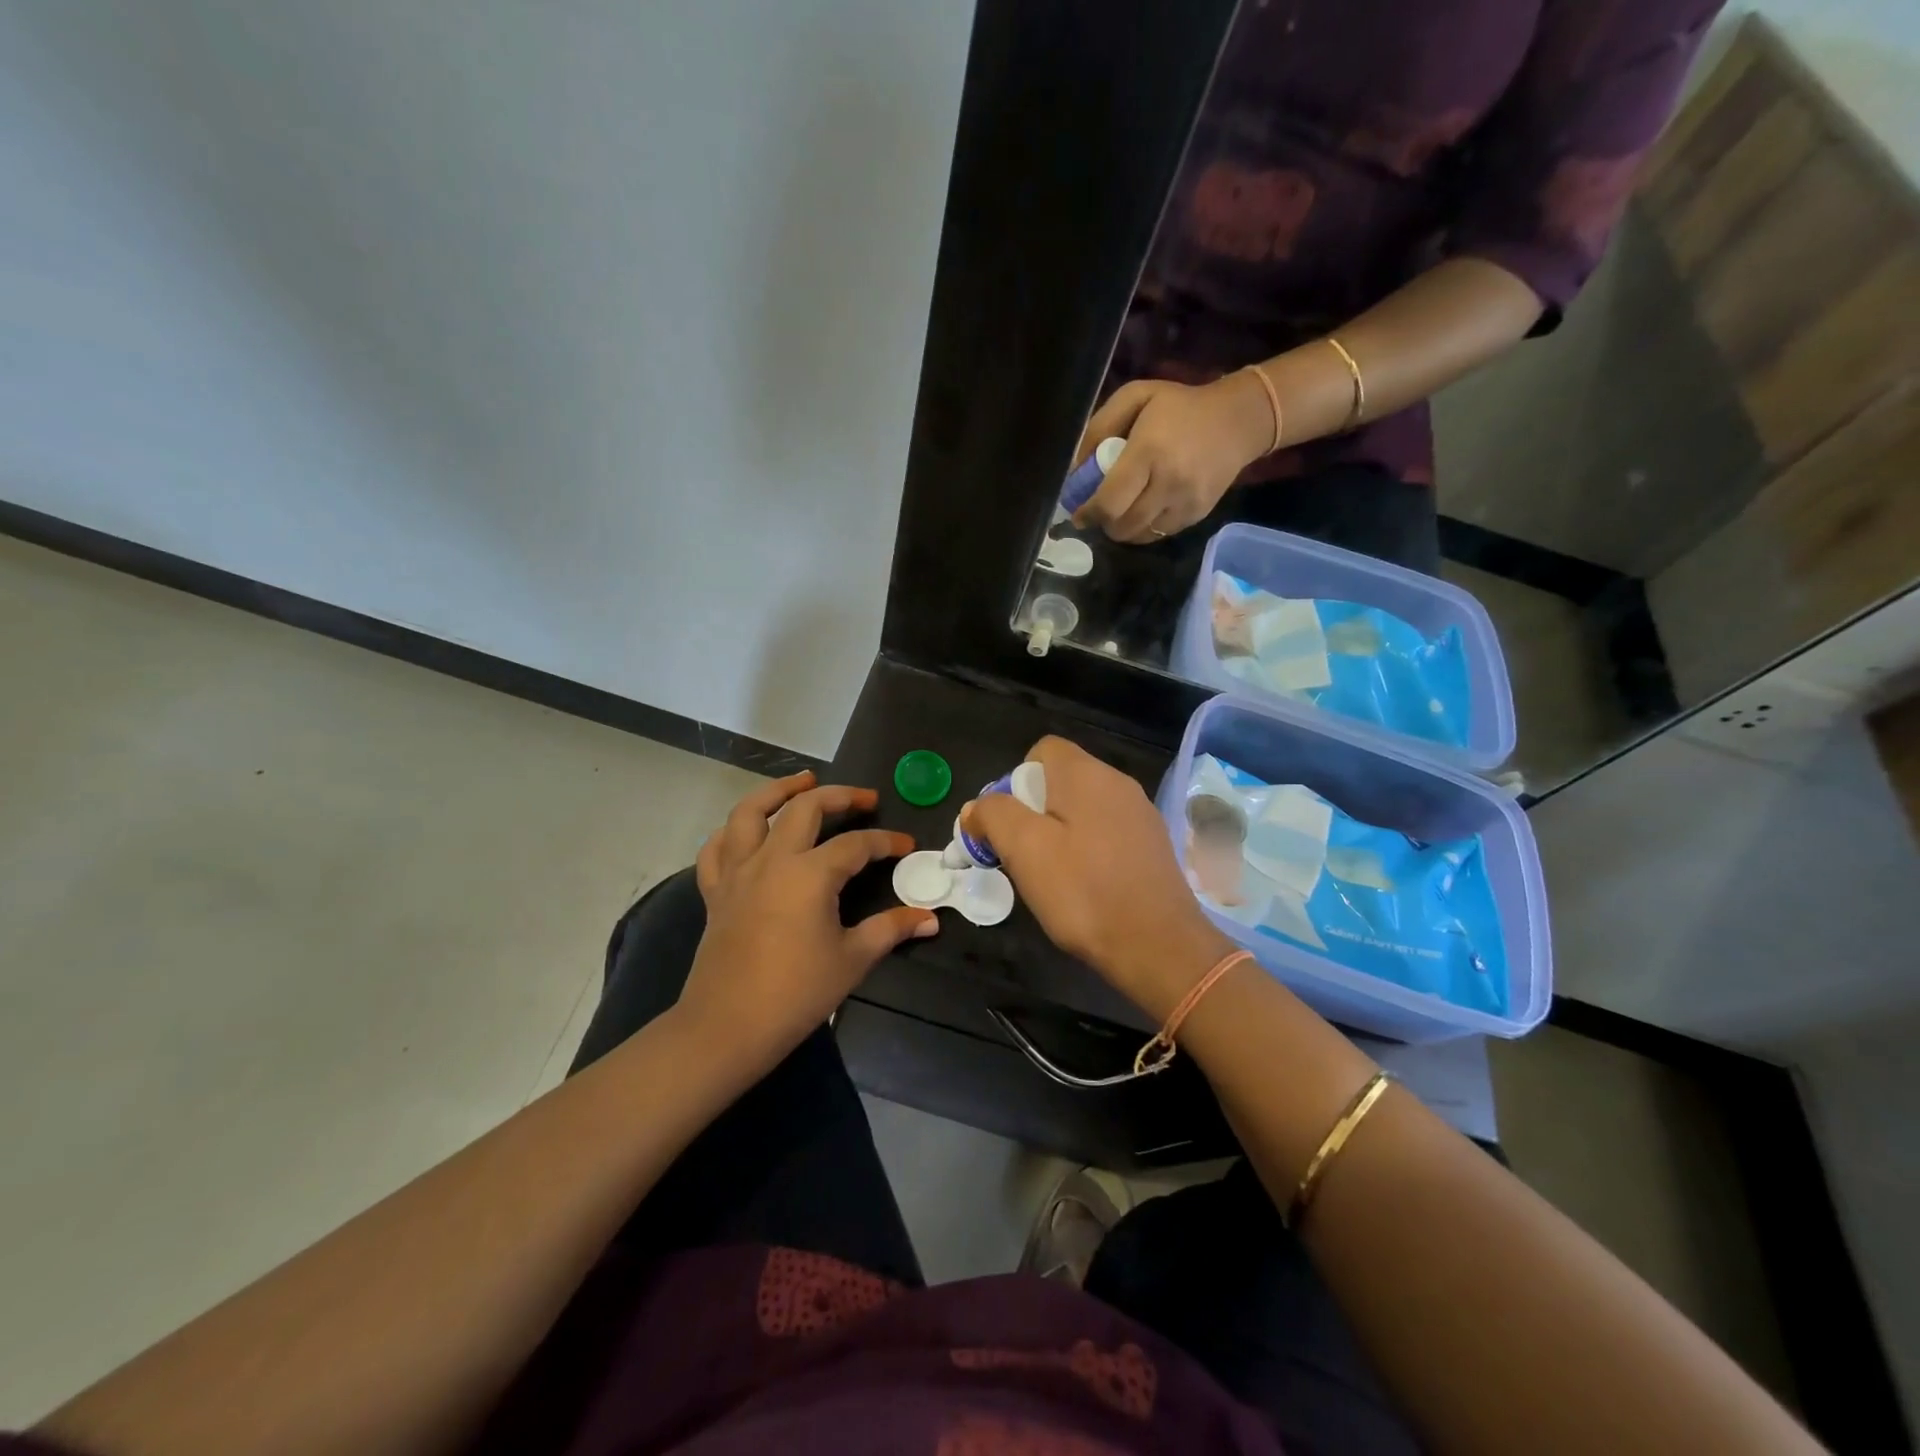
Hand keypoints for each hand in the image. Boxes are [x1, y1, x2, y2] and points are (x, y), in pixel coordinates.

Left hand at [679, 771, 936, 1075]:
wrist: (727, 1028)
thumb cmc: (796, 993)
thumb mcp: (853, 959)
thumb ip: (891, 930)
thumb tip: (930, 919)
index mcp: (810, 874)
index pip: (856, 844)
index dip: (885, 841)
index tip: (907, 845)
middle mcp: (772, 860)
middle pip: (805, 808)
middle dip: (839, 796)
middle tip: (864, 798)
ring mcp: (738, 873)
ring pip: (749, 812)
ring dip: (777, 791)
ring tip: (801, 782)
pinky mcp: (716, 892)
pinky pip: (716, 849)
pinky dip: (731, 832)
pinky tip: (746, 831)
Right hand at [962, 738, 1234, 1020]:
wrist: (1158, 947)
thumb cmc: (1083, 892)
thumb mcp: (1024, 849)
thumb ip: (994, 815)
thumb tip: (977, 807)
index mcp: (1086, 774)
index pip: (1042, 749)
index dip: (1014, 780)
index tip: (1007, 823)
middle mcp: (1118, 783)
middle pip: (1061, 780)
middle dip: (1032, 811)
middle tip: (1021, 855)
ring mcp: (1141, 814)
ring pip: (1084, 809)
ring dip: (1059, 833)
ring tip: (1051, 876)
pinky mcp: (1154, 845)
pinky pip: (1107, 833)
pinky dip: (1088, 850)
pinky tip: (1086, 887)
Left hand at [1072, 373, 1274, 543]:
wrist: (1239, 420)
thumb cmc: (1179, 406)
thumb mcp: (1135, 397)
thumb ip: (1098, 429)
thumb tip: (1074, 470)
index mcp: (1149, 452)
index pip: (1110, 502)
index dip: (1089, 513)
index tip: (1079, 513)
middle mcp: (1169, 483)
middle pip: (1121, 526)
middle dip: (1103, 523)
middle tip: (1099, 511)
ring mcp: (1186, 503)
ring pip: (1139, 536)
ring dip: (1122, 529)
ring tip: (1120, 511)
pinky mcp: (1197, 516)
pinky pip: (1158, 534)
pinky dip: (1143, 528)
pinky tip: (1143, 509)